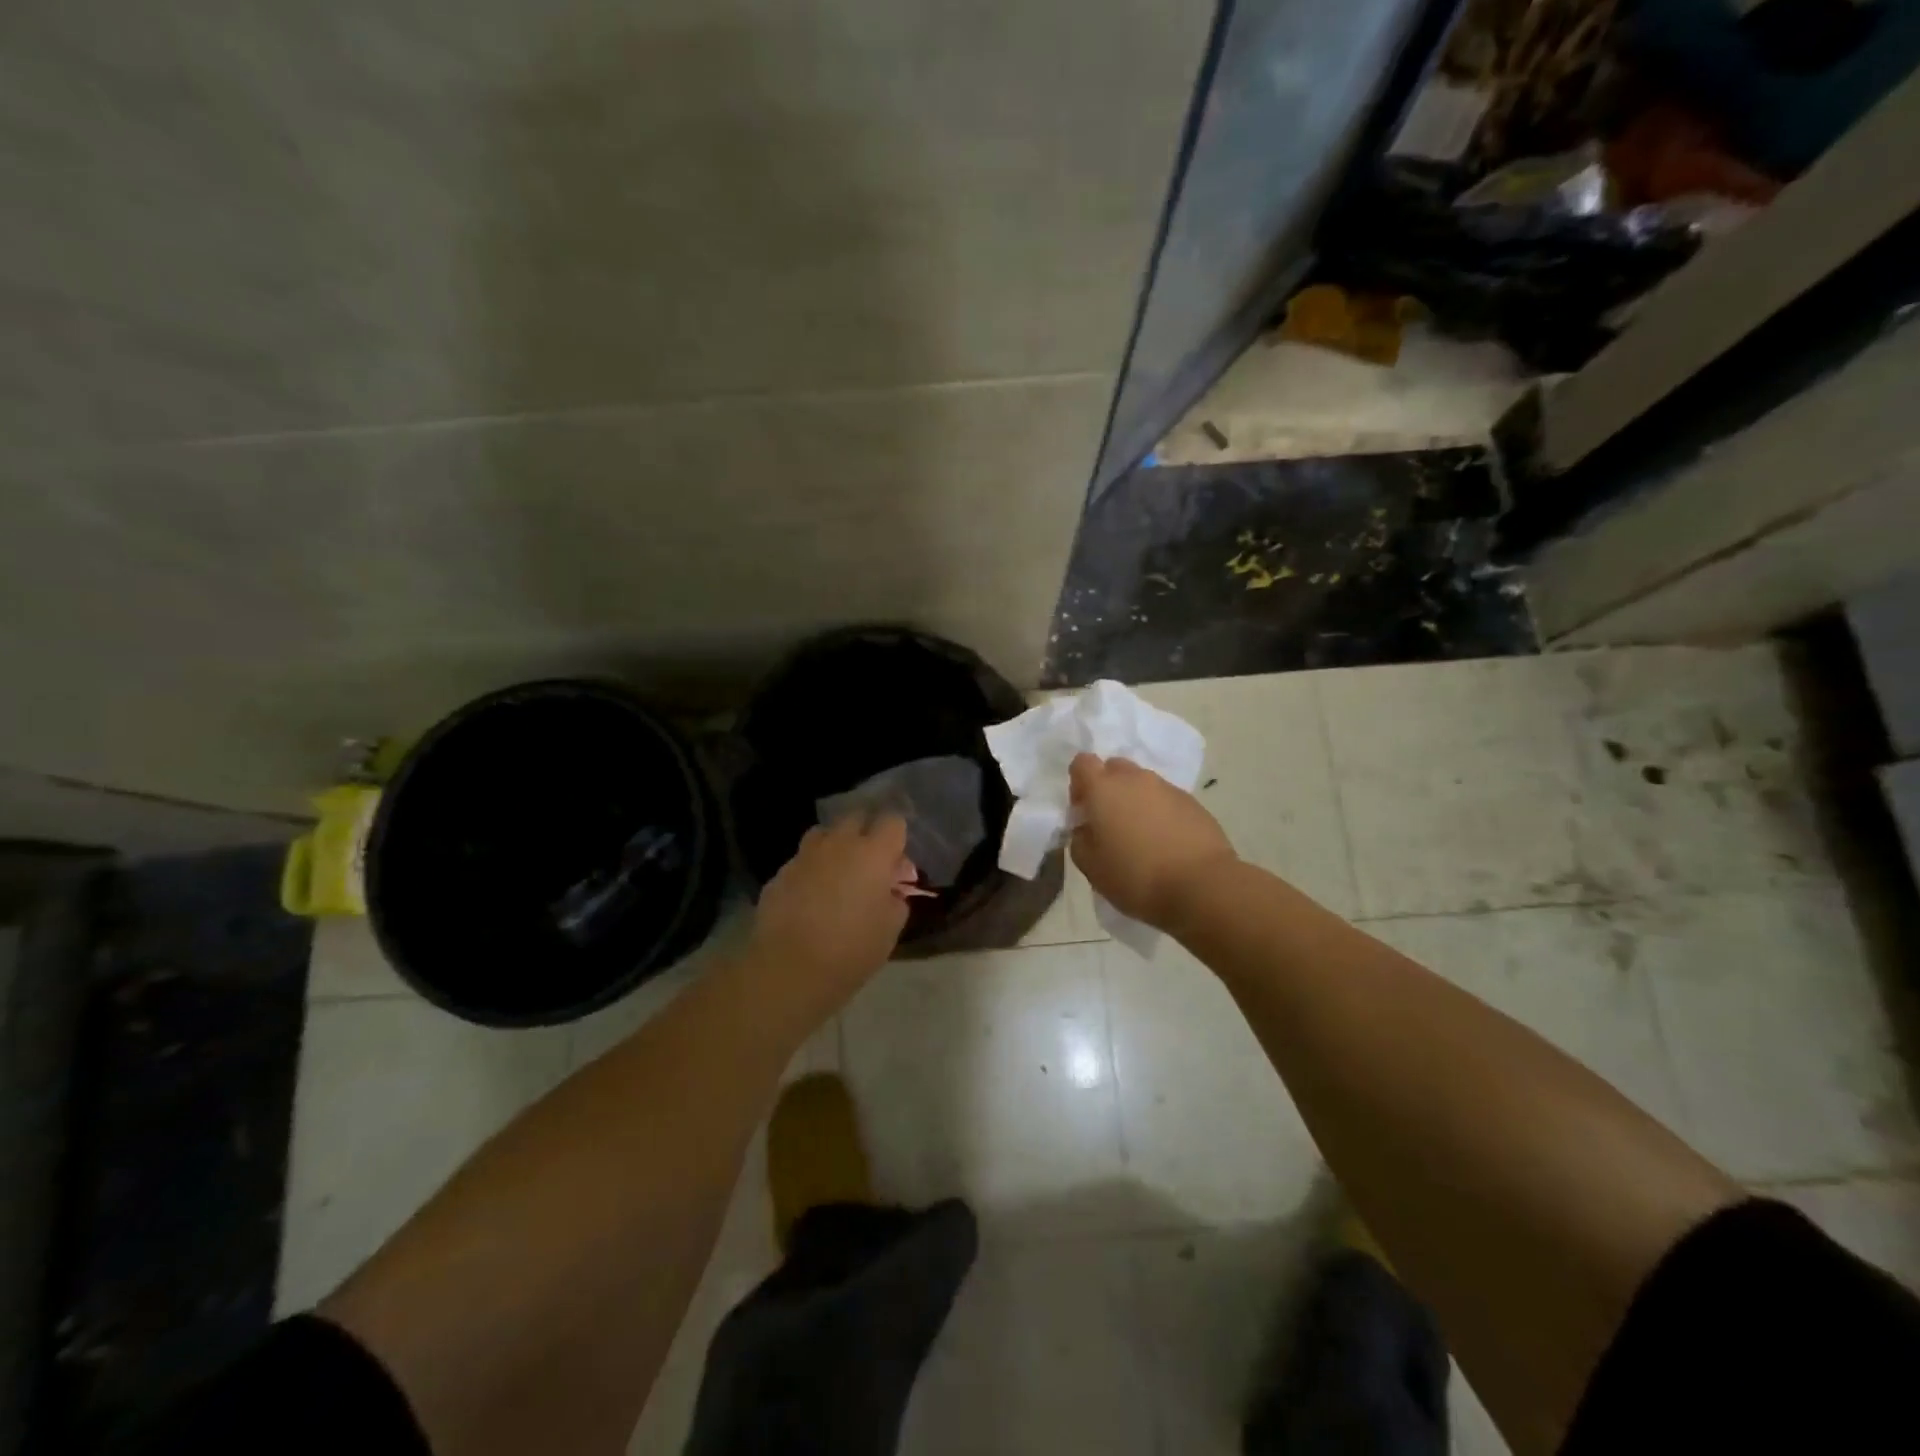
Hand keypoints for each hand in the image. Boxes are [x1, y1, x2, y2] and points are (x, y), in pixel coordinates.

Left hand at [747, 813, 910, 1018]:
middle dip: (866, 833)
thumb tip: (891, 890)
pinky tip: (810, 897)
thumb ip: (896, 900)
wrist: (789, 969)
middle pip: (856, 818)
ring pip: (824, 834)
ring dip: (835, 845)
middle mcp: (839, 844)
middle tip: (870, 864)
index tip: (896, 862)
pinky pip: (801, 860)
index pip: (893, 821)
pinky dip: (810, 870)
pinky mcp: (780, 873)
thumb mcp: (890, 929)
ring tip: (837, 874)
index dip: (897, 837)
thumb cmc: (851, 950)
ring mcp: (805, 856)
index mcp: (873, 853)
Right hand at [1069, 754, 1237, 930]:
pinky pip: (1166, 799)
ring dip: (1136, 801)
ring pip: (1143, 783)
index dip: (1079, 784)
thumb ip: (1080, 839)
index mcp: (1104, 788)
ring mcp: (1167, 788)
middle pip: (1114, 768)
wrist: (1201, 886)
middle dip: (1108, 788)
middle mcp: (1135, 779)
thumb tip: (1086, 828)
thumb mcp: (1090, 867)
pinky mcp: (1193, 802)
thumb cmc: (1136, 877)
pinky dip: (1160, 813)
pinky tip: (1165, 842)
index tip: (1083, 811)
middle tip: (1110, 823)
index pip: (1082, 763)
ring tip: (1141, 836)